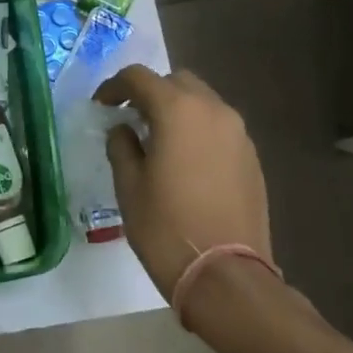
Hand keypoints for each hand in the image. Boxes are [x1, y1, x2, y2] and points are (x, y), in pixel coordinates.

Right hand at [95, 65, 273, 300]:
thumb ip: (122, 146)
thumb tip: (124, 129)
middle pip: (177, 81)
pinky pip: (219, 127)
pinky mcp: (251, 157)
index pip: (139, 77)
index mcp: (178, 110)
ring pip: (202, 102)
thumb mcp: (129, 186)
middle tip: (130, 118)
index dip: (115, 86)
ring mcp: (238, 133)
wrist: (226, 275)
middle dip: (150, 93)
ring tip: (158, 140)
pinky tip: (185, 161)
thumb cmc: (166, 227)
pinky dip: (198, 130)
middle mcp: (213, 110)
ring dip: (177, 110)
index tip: (101, 106)